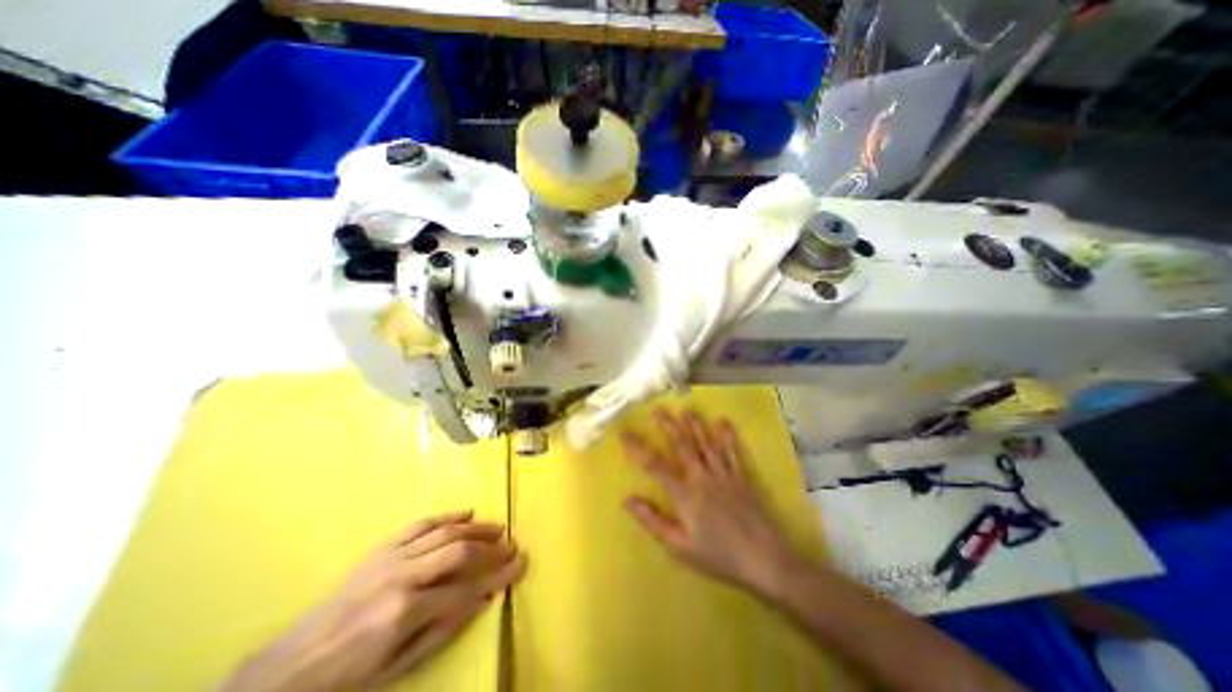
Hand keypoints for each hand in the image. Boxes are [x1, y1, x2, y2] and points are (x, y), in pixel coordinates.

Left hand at [221, 510, 524, 688]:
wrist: (289, 669)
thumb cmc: (349, 676)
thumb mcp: (399, 667)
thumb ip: (444, 629)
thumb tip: (483, 600)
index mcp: (406, 610)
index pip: (467, 589)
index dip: (499, 576)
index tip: (521, 564)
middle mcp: (403, 575)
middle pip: (460, 551)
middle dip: (491, 547)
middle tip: (512, 544)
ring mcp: (392, 557)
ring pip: (445, 531)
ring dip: (476, 528)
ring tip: (498, 527)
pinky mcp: (382, 548)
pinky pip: (421, 524)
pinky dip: (447, 516)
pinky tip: (467, 513)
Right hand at [621, 411, 803, 595]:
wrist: (764, 562)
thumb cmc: (719, 557)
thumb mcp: (680, 547)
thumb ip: (653, 521)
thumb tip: (627, 500)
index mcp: (685, 494)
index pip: (655, 465)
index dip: (637, 448)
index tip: (624, 434)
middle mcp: (702, 477)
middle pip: (682, 446)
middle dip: (668, 426)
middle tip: (657, 410)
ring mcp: (724, 475)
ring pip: (706, 444)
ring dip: (695, 425)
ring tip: (686, 410)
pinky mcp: (742, 478)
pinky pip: (733, 452)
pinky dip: (728, 436)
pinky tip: (723, 422)